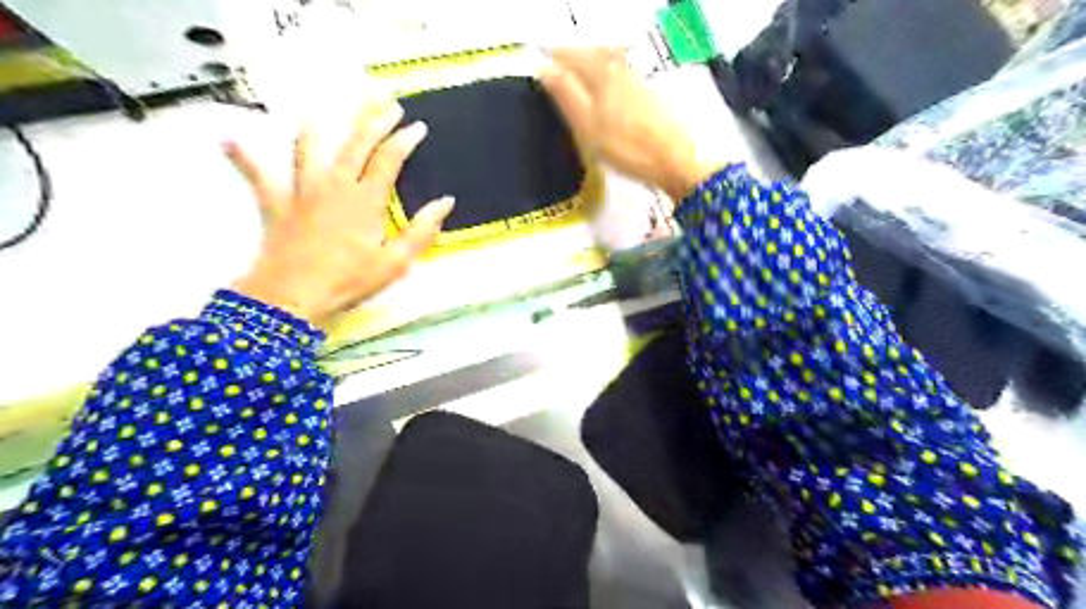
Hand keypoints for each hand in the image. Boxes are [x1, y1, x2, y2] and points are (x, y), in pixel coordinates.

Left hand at [227, 101, 451, 328]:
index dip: (405, 139)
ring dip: (318, 124)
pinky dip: (244, 158)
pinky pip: (258, 176)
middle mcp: (334, 185)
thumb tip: (445, 202)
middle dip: (373, 119)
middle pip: (355, 143)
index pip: (389, 159)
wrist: (293, 296)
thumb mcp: (396, 262)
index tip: (417, 127)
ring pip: (309, 147)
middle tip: (386, 102)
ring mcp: (302, 191)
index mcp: (365, 200)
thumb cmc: (349, 281)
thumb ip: (422, 230)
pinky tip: (228, 140)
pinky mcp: (276, 204)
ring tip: (324, 106)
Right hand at [542, 49, 719, 199]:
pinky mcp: (652, 96)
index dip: (555, 60)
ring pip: (609, 67)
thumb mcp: (588, 125)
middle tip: (558, 76)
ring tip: (579, 87)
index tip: (542, 70)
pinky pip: (622, 79)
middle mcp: (621, 69)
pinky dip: (608, 82)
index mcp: (602, 73)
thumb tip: (544, 69)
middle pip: (592, 56)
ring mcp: (639, 81)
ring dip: (591, 71)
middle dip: (574, 62)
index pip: (572, 55)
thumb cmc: (625, 146)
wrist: (675, 160)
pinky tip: (608, 100)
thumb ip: (566, 95)